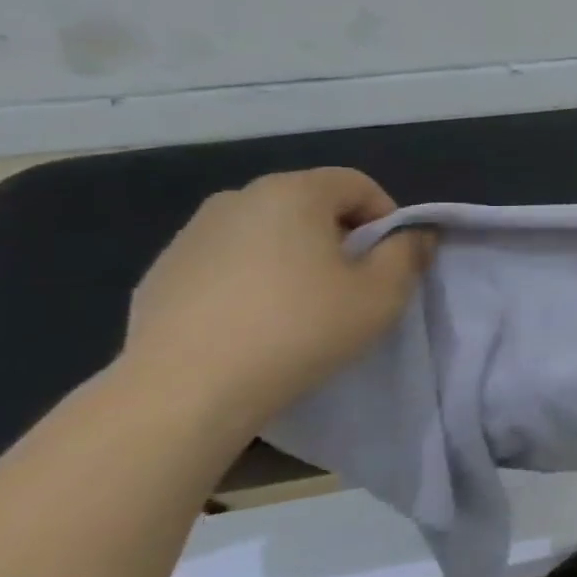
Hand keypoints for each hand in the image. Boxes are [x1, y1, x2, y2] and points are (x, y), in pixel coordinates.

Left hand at [121, 168, 434, 433]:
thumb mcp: (382, 293)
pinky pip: (227, 262)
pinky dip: (250, 280)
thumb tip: (414, 234)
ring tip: (301, 306)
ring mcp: (191, 235)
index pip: (358, 184)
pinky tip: (254, 323)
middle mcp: (238, 198)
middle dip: (339, 236)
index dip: (386, 218)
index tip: (389, 261)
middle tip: (351, 284)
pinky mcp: (161, 273)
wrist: (184, 391)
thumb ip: (407, 253)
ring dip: (294, 257)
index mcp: (293, 193)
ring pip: (266, 233)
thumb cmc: (300, 329)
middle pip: (310, 204)